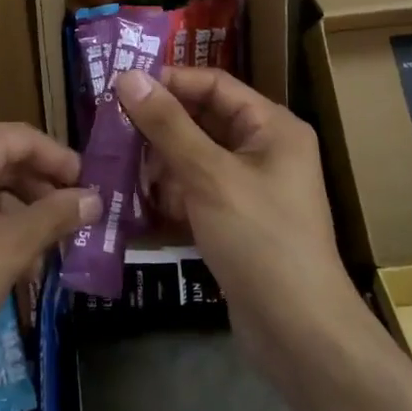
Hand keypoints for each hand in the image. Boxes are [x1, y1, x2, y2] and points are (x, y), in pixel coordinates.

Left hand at [0, 122, 98, 394]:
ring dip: (13, 210)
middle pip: (1, 157)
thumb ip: (56, 216)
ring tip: (39, 250)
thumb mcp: (11, 247)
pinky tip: (0, 257)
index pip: (26, 139)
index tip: (90, 188)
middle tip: (70, 223)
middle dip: (38, 190)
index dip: (62, 162)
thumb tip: (95, 199)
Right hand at [118, 66, 365, 384]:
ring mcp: (252, 188)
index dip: (169, 82)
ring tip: (119, 168)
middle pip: (203, 120)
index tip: (121, 88)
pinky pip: (198, 191)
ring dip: (160, 162)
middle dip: (159, 126)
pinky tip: (138, 202)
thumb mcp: (209, 176)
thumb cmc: (260, 240)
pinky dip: (171, 193)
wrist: (300, 335)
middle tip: (111, 129)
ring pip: (196, 157)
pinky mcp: (237, 221)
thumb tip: (128, 76)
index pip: (214, 85)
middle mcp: (265, 149)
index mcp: (272, 127)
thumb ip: (168, 124)